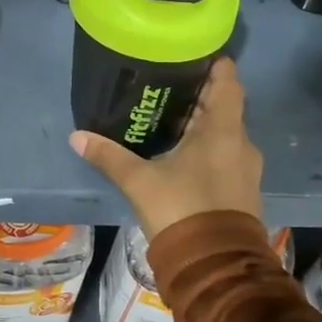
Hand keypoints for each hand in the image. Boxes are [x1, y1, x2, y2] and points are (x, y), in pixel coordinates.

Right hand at [69, 58, 262, 238]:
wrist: (216, 266)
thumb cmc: (182, 210)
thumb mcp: (139, 181)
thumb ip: (109, 156)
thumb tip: (76, 136)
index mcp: (223, 130)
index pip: (228, 82)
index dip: (214, 64)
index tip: (192, 54)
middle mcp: (241, 144)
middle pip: (224, 106)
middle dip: (198, 94)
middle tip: (165, 84)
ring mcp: (245, 169)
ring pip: (225, 133)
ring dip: (202, 123)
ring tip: (167, 116)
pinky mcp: (242, 190)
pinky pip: (225, 155)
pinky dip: (206, 147)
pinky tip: (179, 152)